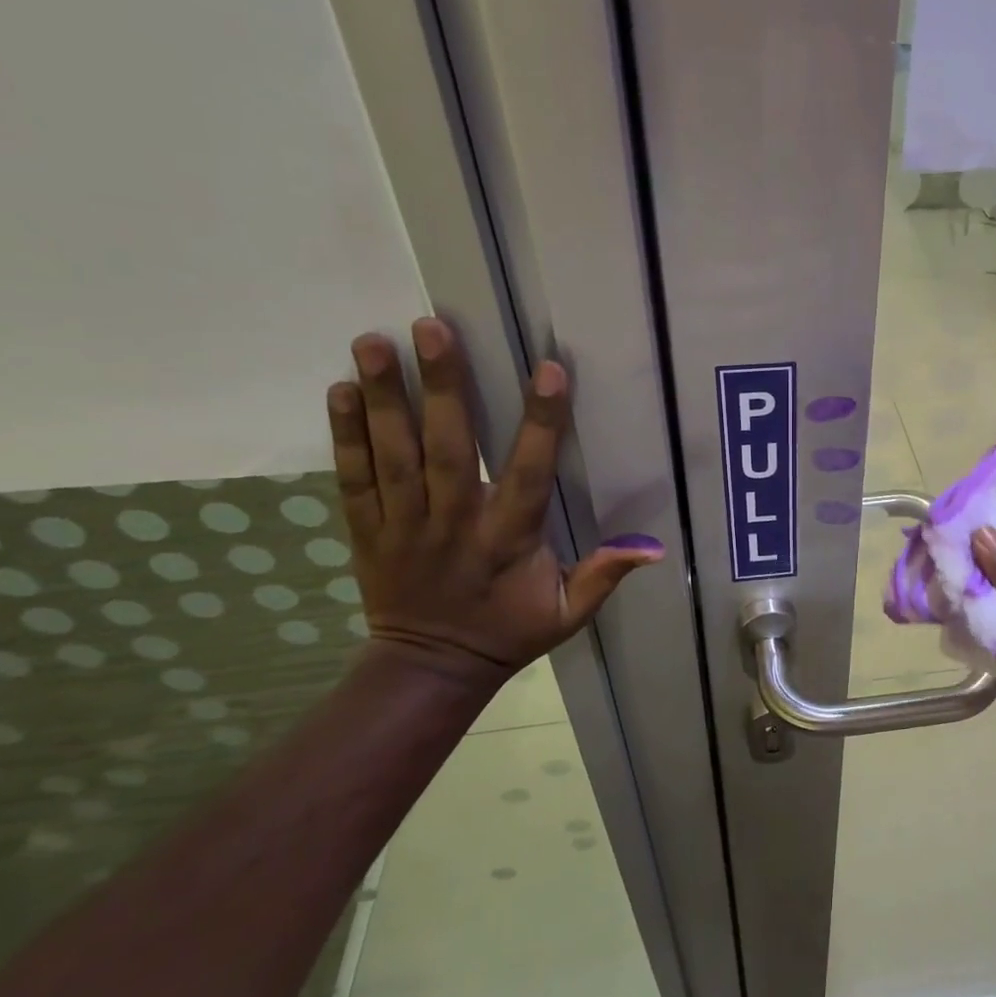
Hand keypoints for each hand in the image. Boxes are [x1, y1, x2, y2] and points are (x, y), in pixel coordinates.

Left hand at [327, 318, 663, 685]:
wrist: (430, 669)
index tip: (547, 370)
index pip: (528, 472)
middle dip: (442, 387)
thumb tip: (655, 548)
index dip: (540, 422)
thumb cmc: (508, 632)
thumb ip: (604, 575)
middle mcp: (453, 524)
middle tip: (432, 327)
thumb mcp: (568, 613)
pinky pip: (353, 479)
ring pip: (393, 455)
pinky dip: (345, 435)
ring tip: (373, 340)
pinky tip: (341, 390)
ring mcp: (403, 526)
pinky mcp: (368, 531)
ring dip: (385, 397)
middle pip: (447, 449)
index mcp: (508, 539)